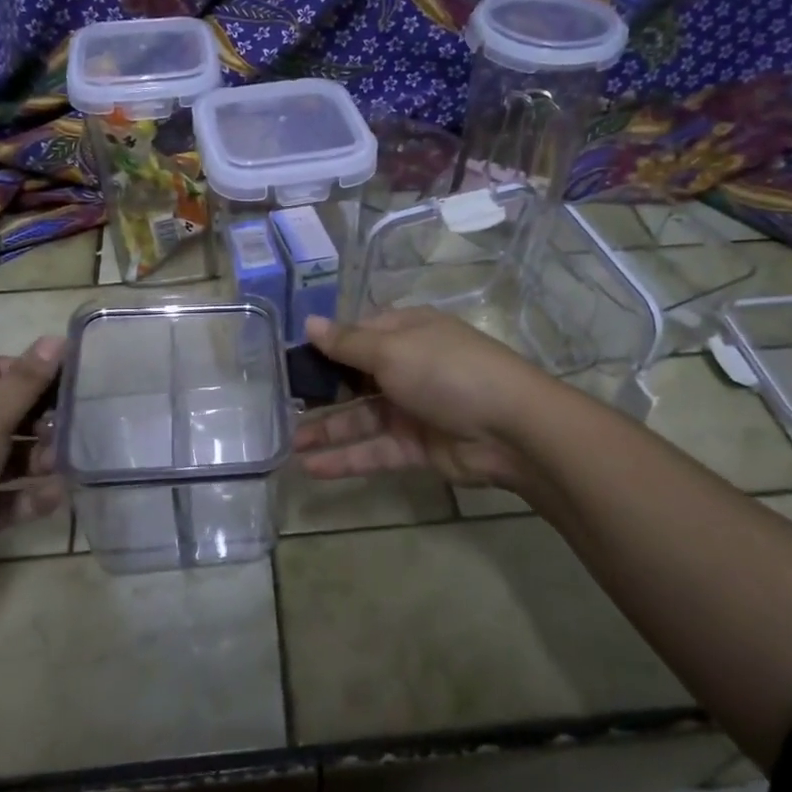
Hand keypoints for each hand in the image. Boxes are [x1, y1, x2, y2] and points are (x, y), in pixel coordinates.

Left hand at [0, 337, 65, 591]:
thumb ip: (27, 381)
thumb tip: (56, 337)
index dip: (35, 373)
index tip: (75, 384)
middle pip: (9, 413)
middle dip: (44, 422)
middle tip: (74, 431)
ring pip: (11, 457)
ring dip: (40, 460)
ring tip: (61, 467)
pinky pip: (6, 496)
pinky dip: (29, 497)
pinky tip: (53, 498)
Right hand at [294, 310, 556, 487]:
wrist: (510, 429)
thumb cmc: (447, 372)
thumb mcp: (392, 349)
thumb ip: (348, 344)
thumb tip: (310, 323)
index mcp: (406, 333)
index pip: (358, 335)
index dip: (326, 346)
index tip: (290, 360)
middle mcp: (407, 367)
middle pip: (355, 379)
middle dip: (321, 392)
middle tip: (281, 406)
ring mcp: (412, 409)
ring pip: (361, 419)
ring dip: (327, 430)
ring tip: (288, 443)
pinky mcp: (417, 447)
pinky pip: (374, 450)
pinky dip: (345, 458)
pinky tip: (311, 468)